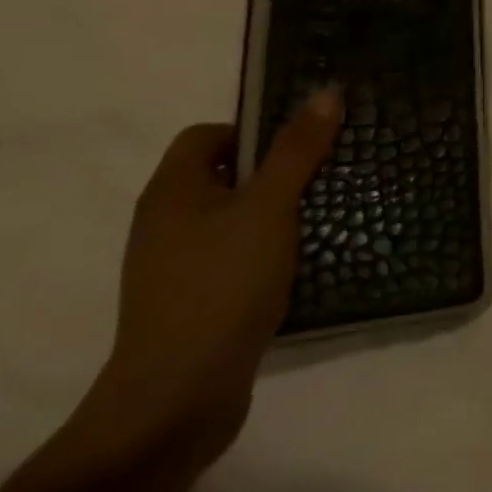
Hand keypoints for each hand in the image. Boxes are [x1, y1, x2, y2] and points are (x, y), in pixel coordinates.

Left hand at [90, 88, 341, 466]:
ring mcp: (173, 269)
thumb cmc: (222, 285)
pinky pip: (233, 258)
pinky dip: (264, 254)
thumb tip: (327, 91)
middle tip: (320, 176)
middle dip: (273, 172)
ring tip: (318, 218)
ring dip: (273, 215)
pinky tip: (297, 265)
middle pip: (222, 175)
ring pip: (232, 219)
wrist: (176, 401)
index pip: (205, 135)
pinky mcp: (191, 304)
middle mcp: (163, 224)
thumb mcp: (270, 206)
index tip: (297, 146)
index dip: (252, 130)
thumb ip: (298, 149)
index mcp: (171, 192)